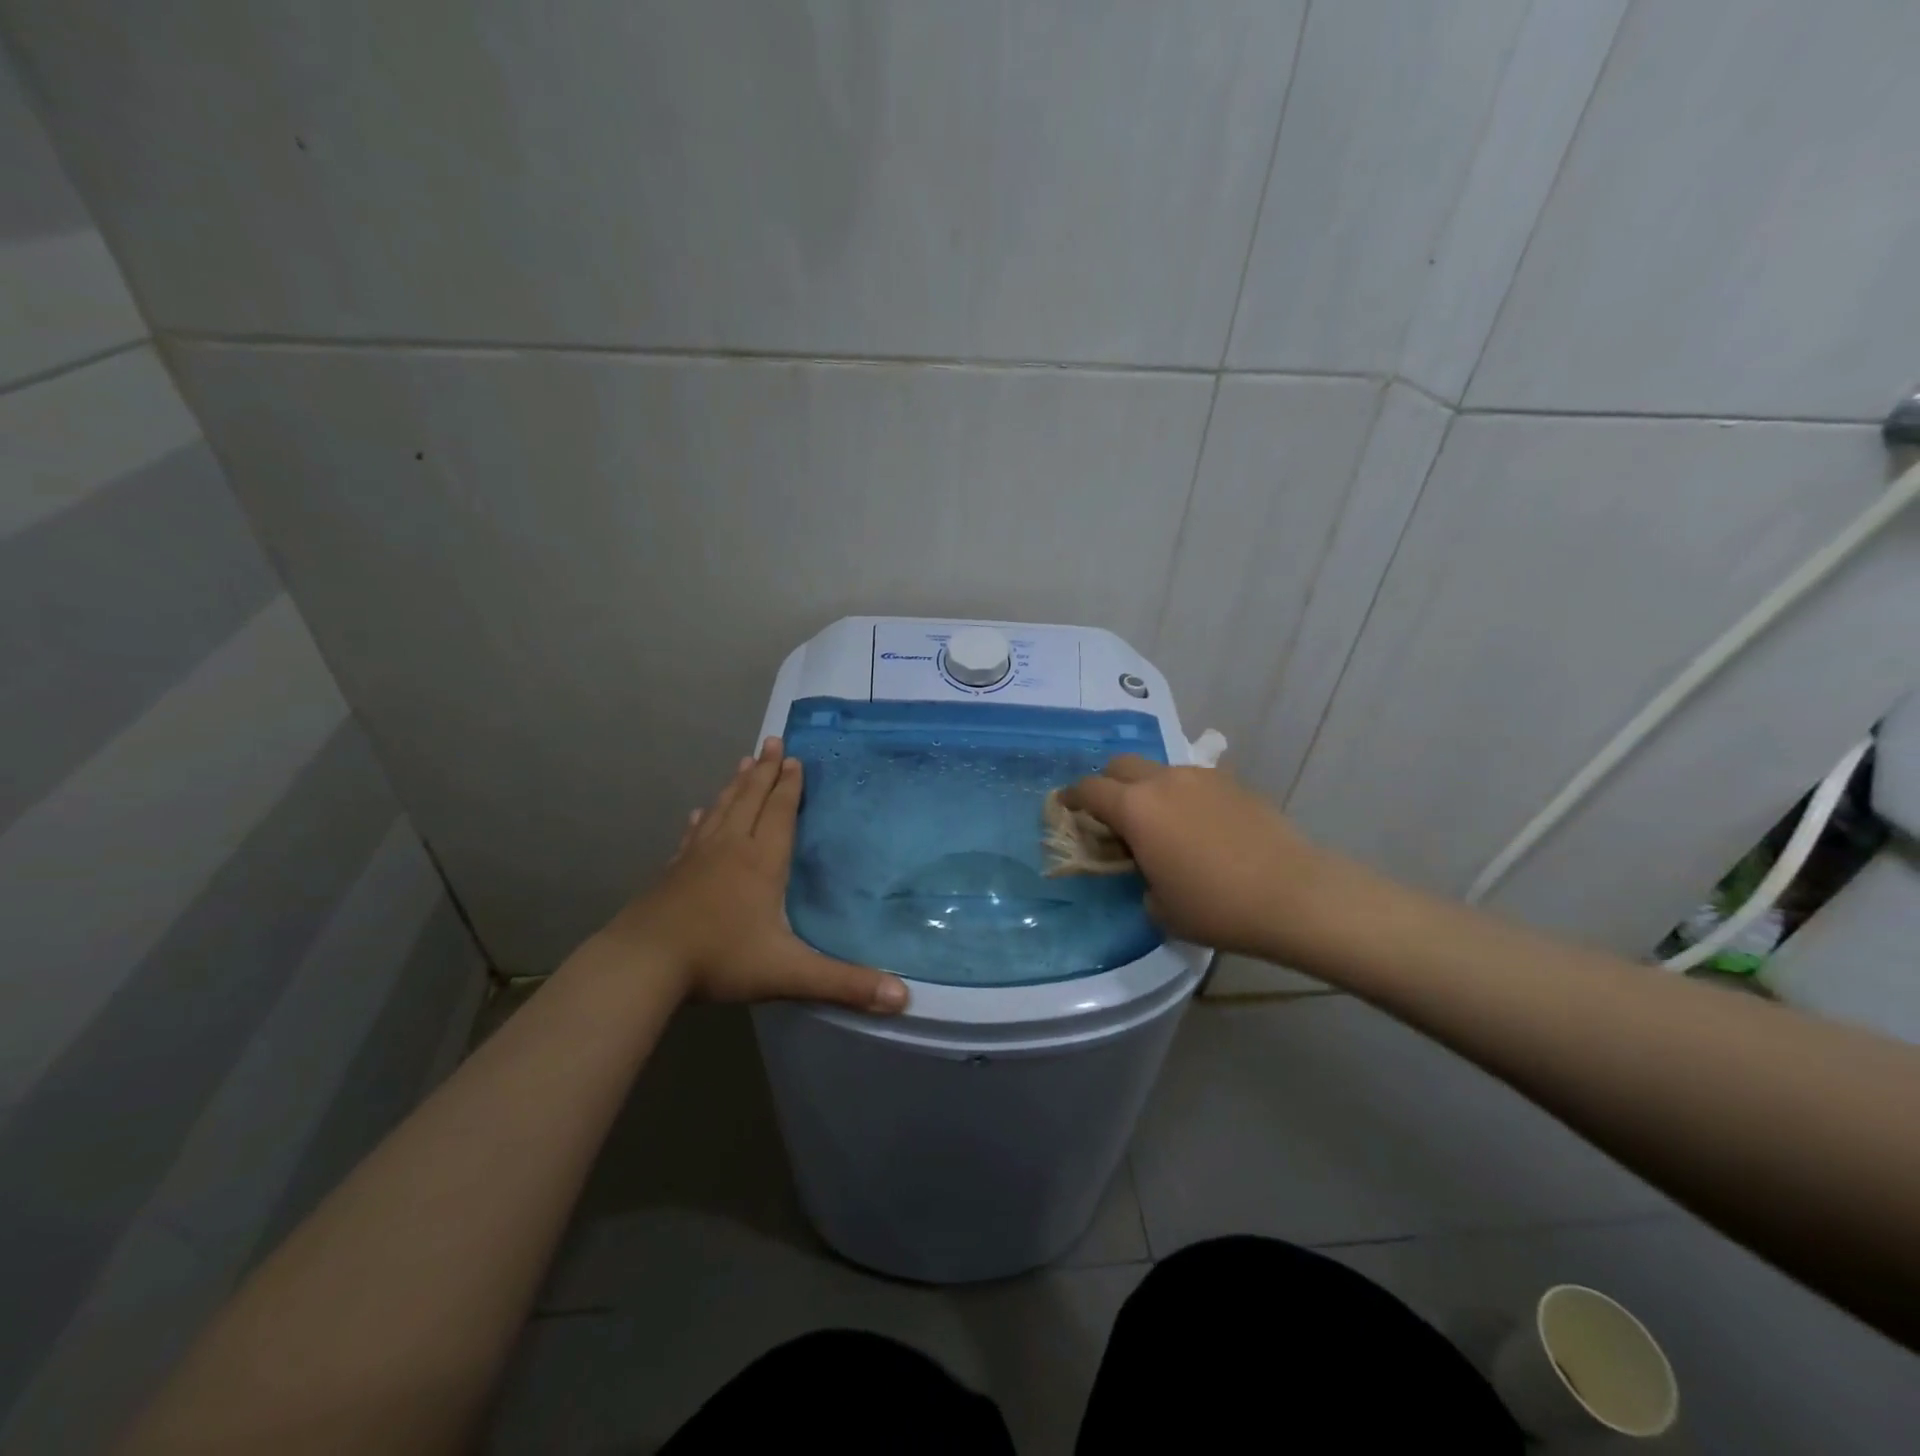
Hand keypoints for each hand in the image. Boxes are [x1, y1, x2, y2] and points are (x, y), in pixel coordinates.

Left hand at [601, 738, 908, 1013]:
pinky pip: (693, 835)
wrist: (643, 964)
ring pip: (722, 810)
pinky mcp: (672, 873)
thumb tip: (904, 998)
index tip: (795, 758)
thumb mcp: (789, 973)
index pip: (780, 813)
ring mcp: (696, 858)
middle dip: (765, 771)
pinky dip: (702, 820)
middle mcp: (730, 848)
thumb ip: (845, 984)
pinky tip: (699, 813)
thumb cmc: (720, 959)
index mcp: (761, 862)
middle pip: (750, 799)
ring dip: (736, 785)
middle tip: (772, 741)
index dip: (789, 786)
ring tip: (744, 761)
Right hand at [1060, 755, 1330, 958]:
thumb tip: (1144, 869)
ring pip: (1158, 769)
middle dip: (1107, 783)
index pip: (1089, 790)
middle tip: (1110, 814)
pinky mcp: (1232, 783)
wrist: (1293, 894)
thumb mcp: (1159, 907)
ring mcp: (1201, 777)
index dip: (1071, 798)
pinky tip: (1197, 825)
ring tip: (1158, 822)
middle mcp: (1163, 781)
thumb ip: (1138, 879)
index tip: (1065, 807)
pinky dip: (1181, 795)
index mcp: (1136, 808)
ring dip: (1146, 788)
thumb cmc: (1216, 906)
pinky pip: (1192, 781)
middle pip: (1120, 765)